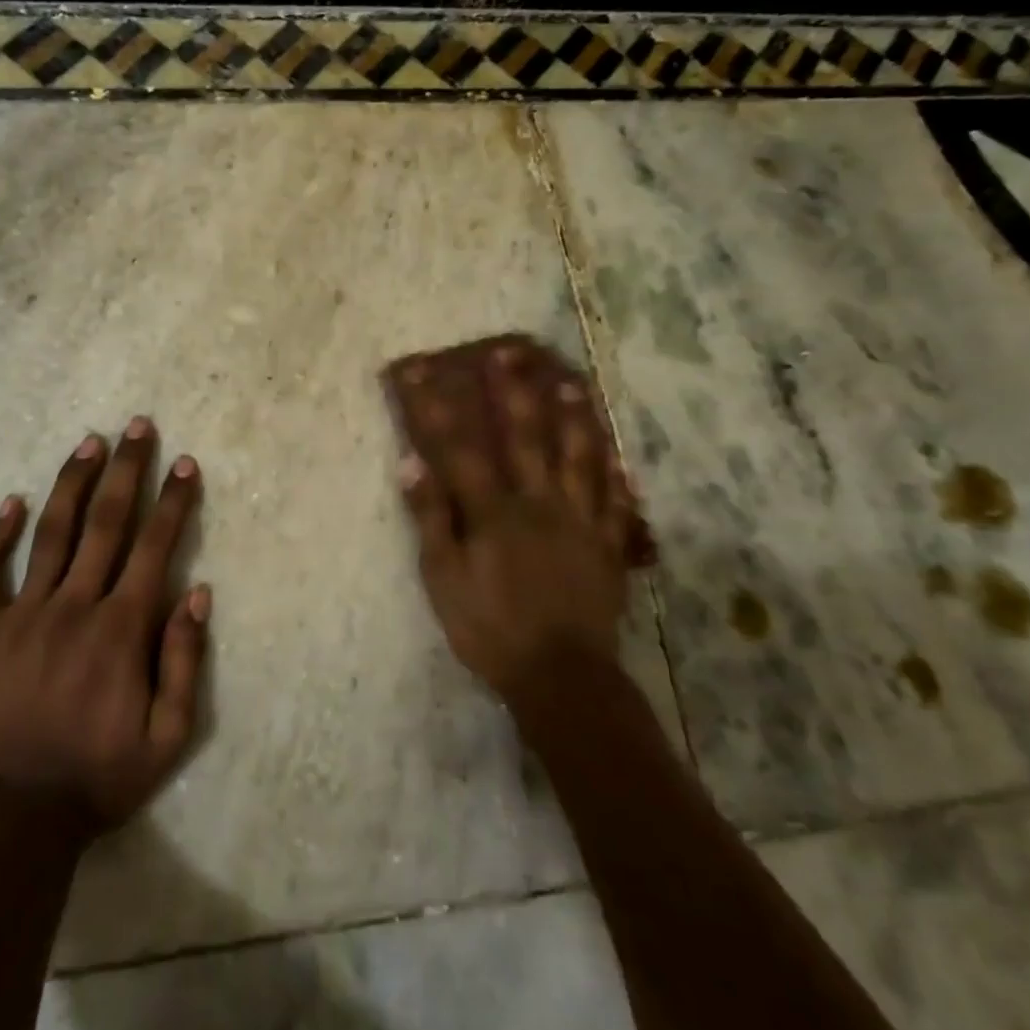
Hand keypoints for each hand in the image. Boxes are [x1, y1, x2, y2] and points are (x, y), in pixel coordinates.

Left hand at [0, 417, 208, 837]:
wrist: (13, 819)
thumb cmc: (99, 778)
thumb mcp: (168, 737)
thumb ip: (184, 661)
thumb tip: (198, 594)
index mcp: (121, 630)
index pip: (155, 547)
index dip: (174, 501)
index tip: (185, 463)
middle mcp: (74, 607)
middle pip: (106, 523)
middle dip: (127, 470)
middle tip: (138, 426)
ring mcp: (23, 615)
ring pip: (52, 533)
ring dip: (73, 483)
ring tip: (90, 442)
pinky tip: (9, 503)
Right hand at [389, 339, 638, 703]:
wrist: (561, 676)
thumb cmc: (491, 628)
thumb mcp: (444, 579)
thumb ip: (431, 520)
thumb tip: (412, 465)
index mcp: (494, 511)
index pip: (458, 448)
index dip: (434, 407)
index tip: (418, 371)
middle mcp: (539, 503)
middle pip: (526, 437)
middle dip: (513, 391)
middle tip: (509, 353)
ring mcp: (580, 521)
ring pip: (579, 457)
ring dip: (574, 417)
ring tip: (573, 383)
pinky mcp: (607, 545)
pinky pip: (614, 500)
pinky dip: (615, 473)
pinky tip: (617, 454)